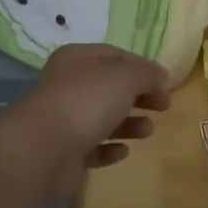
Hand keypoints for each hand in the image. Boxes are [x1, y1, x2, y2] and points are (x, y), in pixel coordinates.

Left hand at [0, 44, 170, 198]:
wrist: (42, 150)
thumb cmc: (86, 102)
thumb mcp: (125, 78)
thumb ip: (147, 74)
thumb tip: (161, 77)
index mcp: (78, 59)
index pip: (116, 56)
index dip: (143, 67)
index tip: (166, 84)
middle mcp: (69, 84)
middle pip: (111, 87)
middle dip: (139, 96)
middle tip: (163, 107)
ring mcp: (65, 119)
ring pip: (103, 117)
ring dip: (129, 123)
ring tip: (147, 131)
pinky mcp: (64, 151)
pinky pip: (92, 147)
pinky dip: (109, 148)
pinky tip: (123, 152)